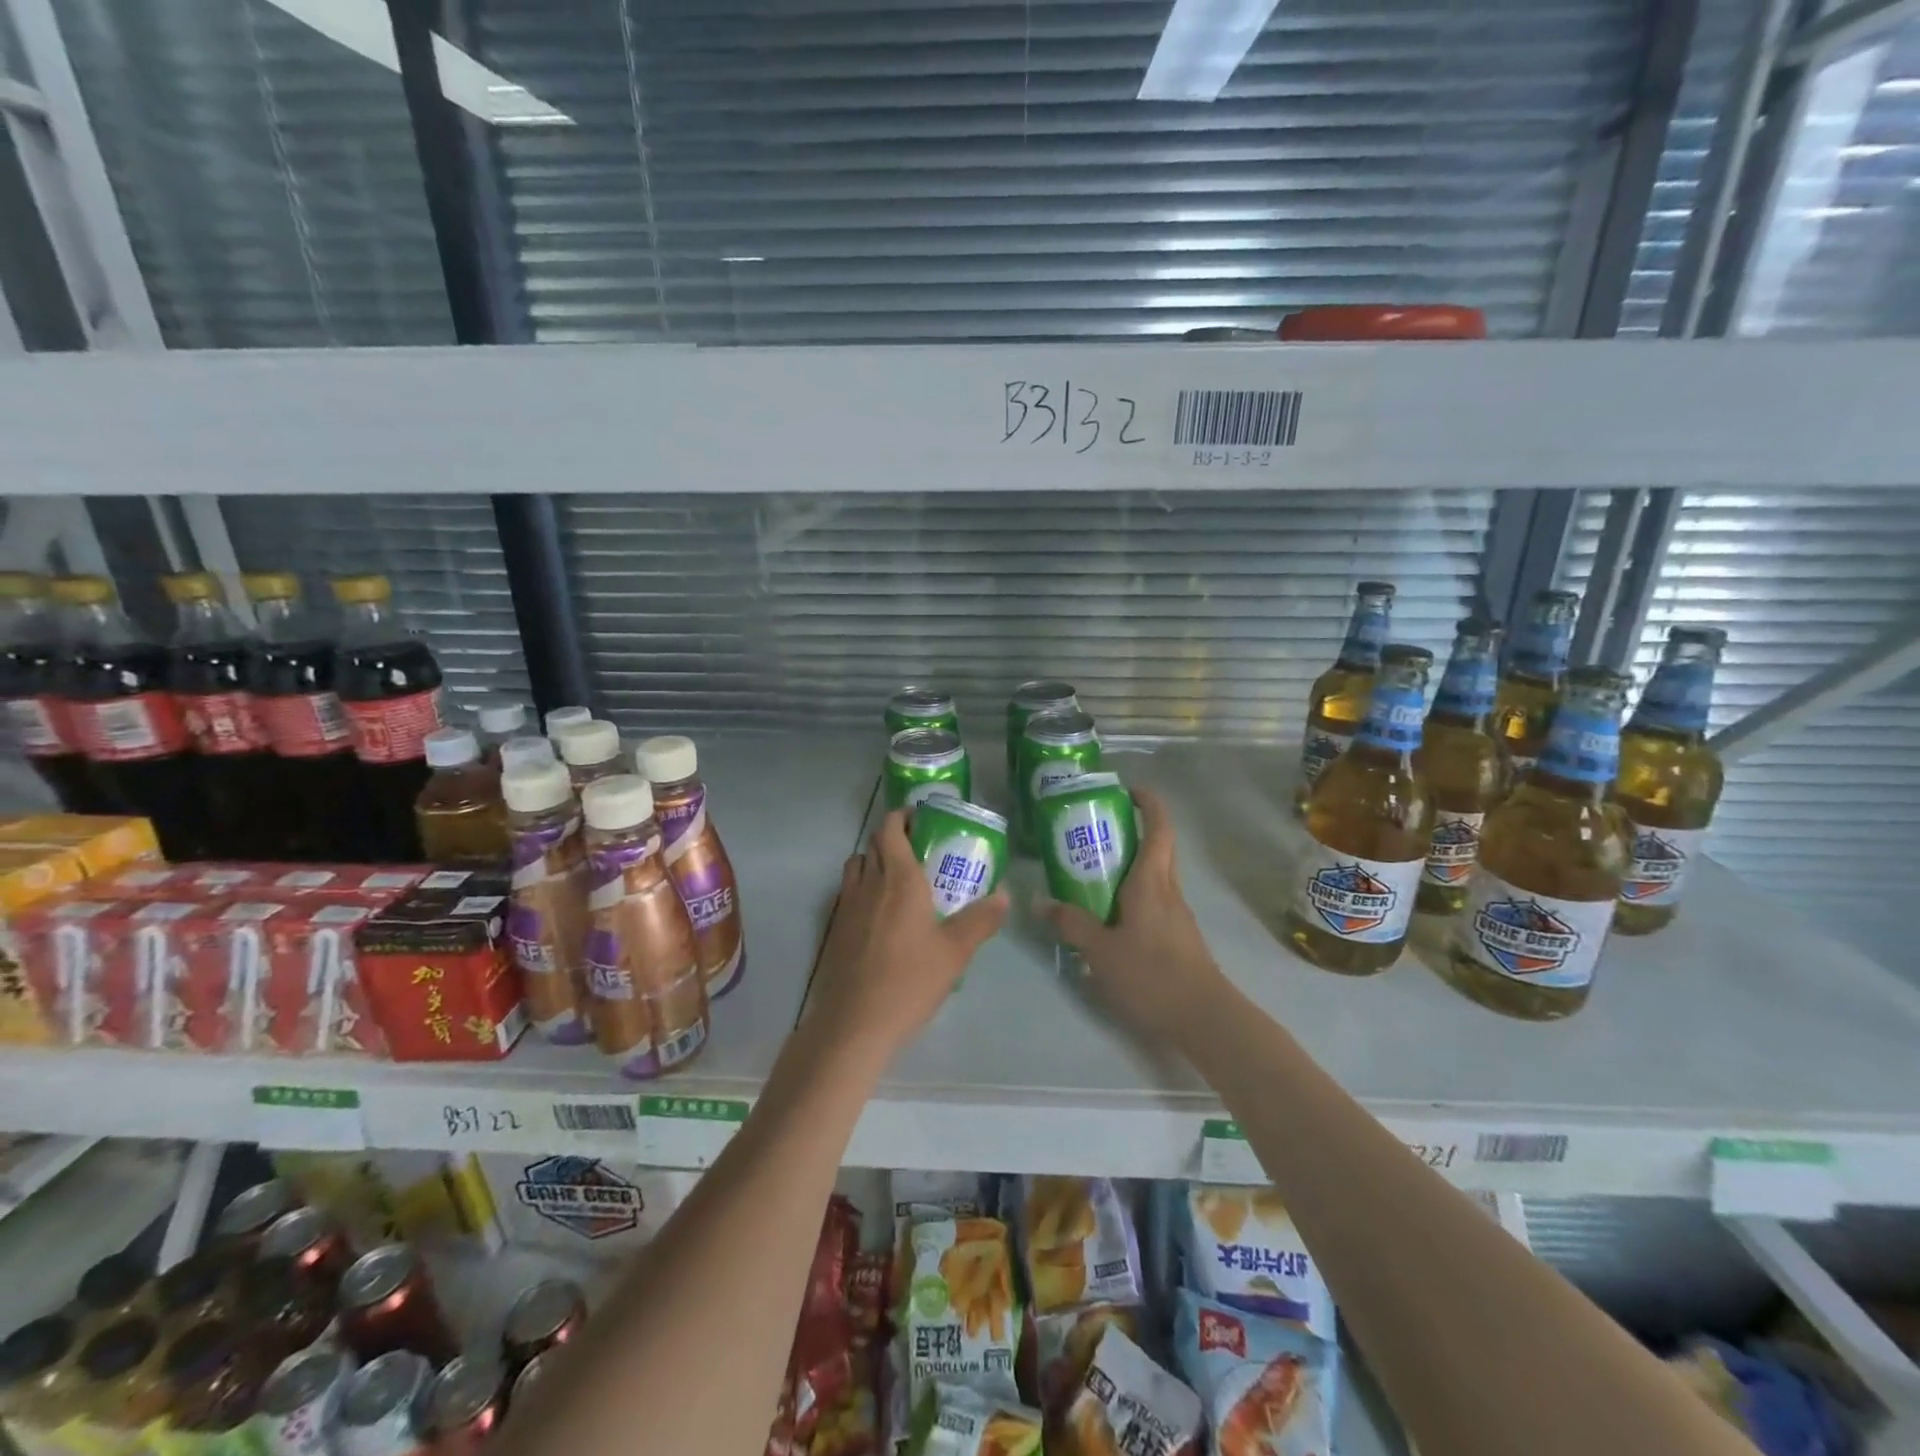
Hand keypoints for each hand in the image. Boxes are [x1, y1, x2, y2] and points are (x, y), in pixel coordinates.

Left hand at [805, 809, 1007, 1061]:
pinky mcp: (836, 928)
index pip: (890, 829)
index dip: (902, 816)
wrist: (855, 1023)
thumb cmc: (909, 981)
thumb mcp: (955, 952)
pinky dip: (863, 887)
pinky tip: (881, 914)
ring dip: (874, 859)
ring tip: (899, 877)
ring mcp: (847, 906)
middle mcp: (869, 883)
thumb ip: (981, 919)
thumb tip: (1004, 894)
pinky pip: (848, 892)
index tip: (921, 819)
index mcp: (899, 879)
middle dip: (892, 836)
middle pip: (872, 843)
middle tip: (919, 847)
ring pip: (856, 865)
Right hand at [1037, 786, 1226, 1037]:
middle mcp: (1168, 889)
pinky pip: (1153, 900)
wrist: (1204, 1018)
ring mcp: (1176, 914)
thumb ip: (1071, 923)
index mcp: (1152, 881)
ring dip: (1130, 864)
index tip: (1127, 791)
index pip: (1159, 827)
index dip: (1148, 802)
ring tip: (1091, 870)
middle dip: (1132, 831)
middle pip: (1157, 847)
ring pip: (1154, 875)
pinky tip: (1108, 914)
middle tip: (1094, 831)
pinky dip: (1132, 893)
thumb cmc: (1152, 974)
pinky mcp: (1178, 936)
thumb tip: (1040, 901)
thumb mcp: (1101, 950)